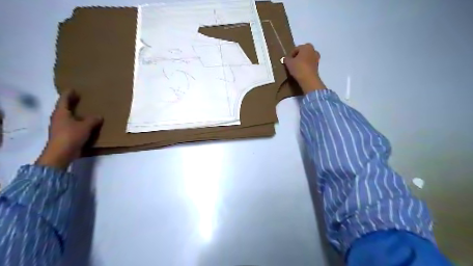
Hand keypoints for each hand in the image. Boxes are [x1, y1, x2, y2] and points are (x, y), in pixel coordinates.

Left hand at [37, 91, 102, 168]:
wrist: (61, 153)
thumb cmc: (71, 136)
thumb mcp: (85, 126)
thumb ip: (93, 120)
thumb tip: (99, 116)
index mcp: (61, 113)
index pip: (64, 100)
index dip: (68, 94)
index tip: (73, 89)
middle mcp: (58, 118)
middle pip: (64, 108)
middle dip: (71, 103)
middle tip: (79, 98)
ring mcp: (60, 127)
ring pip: (67, 117)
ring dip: (74, 113)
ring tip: (84, 111)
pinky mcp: (63, 135)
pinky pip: (71, 125)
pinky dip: (77, 122)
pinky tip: (84, 124)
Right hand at [284, 42, 325, 93]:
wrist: (308, 79)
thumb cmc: (298, 67)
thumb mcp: (288, 63)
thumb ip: (286, 59)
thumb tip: (285, 58)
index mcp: (306, 46)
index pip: (296, 49)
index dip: (290, 55)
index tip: (287, 62)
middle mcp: (313, 50)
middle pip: (303, 53)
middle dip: (297, 57)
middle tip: (292, 64)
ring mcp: (317, 58)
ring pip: (307, 58)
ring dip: (302, 62)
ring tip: (296, 68)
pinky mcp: (317, 66)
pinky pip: (309, 64)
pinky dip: (306, 66)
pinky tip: (301, 72)